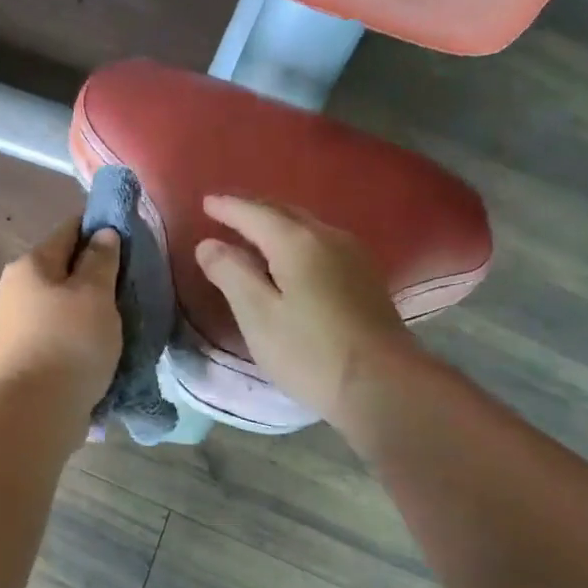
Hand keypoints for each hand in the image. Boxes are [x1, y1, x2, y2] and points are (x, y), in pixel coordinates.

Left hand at [0, 216, 122, 420]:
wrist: (36, 411)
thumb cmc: (70, 343)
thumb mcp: (95, 294)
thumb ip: (101, 260)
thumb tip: (103, 233)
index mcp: (30, 264)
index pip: (69, 229)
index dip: (101, 227)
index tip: (132, 235)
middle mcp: (16, 288)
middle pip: (64, 267)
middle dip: (97, 270)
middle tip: (133, 281)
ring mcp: (16, 323)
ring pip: (62, 301)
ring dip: (90, 305)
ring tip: (123, 316)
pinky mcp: (24, 353)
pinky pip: (59, 330)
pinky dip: (80, 330)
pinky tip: (101, 342)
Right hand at [193, 195, 418, 429]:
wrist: (383, 384)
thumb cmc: (309, 352)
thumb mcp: (258, 315)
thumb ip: (231, 273)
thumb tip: (208, 244)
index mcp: (297, 241)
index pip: (254, 213)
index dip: (227, 207)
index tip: (205, 202)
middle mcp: (329, 237)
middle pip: (284, 212)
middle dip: (253, 209)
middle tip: (226, 212)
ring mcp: (353, 256)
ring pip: (307, 226)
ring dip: (277, 224)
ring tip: (254, 232)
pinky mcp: (366, 278)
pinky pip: (322, 243)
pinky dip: (297, 241)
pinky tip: (291, 257)